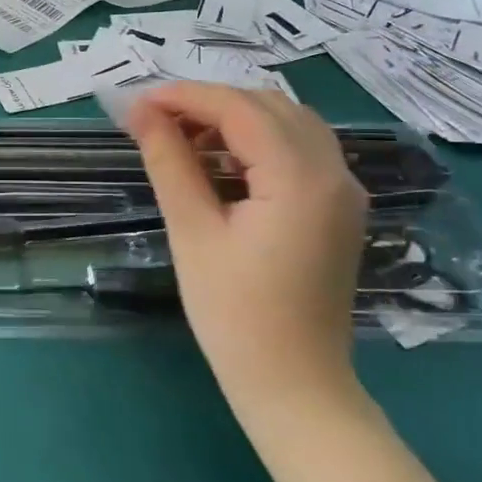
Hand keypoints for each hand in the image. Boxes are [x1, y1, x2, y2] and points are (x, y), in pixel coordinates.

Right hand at [126, 85, 366, 410]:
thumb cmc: (234, 314)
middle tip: (155, 121)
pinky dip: (256, 142)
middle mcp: (334, 172)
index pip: (240, 109)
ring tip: (181, 139)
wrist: (294, 384)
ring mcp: (343, 189)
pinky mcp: (338, 207)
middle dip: (209, 103)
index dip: (185, 97)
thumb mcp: (192, 232)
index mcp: (301, 178)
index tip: (137, 102)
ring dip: (233, 119)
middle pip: (268, 106)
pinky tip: (219, 162)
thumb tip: (140, 112)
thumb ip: (169, 162)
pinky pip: (298, 150)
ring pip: (286, 123)